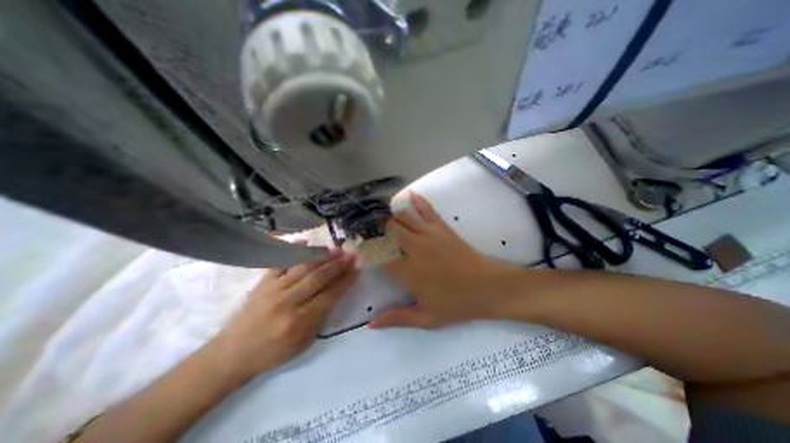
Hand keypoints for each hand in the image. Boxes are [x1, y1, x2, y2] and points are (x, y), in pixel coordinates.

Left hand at [212, 251, 355, 379]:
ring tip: (335, 249)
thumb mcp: (303, 343)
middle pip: (319, 277)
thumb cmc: (272, 352)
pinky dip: (293, 250)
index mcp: (300, 321)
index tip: (357, 268)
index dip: (346, 280)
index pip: (330, 294)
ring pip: (302, 267)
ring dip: (322, 256)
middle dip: (338, 265)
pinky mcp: (262, 283)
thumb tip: (335, 292)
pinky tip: (305, 242)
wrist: (232, 354)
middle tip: (351, 255)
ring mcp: (273, 289)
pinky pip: (280, 262)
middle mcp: (288, 302)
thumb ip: (321, 317)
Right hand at [370, 192, 521, 329]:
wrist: (489, 287)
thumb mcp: (426, 318)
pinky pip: (428, 210)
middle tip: (367, 228)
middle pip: (388, 230)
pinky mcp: (443, 228)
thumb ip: (397, 318)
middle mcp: (414, 249)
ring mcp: (429, 235)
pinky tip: (410, 194)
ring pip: (403, 217)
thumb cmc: (457, 304)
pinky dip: (418, 201)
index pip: (378, 255)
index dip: (364, 249)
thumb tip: (371, 324)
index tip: (355, 247)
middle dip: (375, 228)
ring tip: (381, 214)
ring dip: (390, 215)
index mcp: (408, 272)